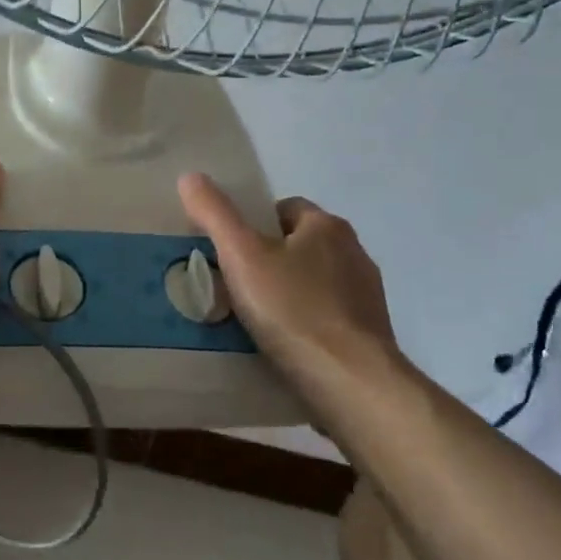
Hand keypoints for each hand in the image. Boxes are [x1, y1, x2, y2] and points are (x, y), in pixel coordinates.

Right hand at [178, 173, 407, 415]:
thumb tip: (190, 176)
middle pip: (298, 245)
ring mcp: (366, 295)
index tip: (230, 253)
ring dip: (288, 294)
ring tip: (254, 320)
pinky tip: (283, 346)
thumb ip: (215, 214)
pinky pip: (327, 317)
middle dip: (268, 261)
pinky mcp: (370, 333)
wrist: (351, 383)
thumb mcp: (241, 256)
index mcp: (327, 226)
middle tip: (234, 287)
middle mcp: (354, 252)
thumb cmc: (293, 310)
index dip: (253, 226)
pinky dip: (305, 324)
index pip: (284, 208)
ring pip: (313, 282)